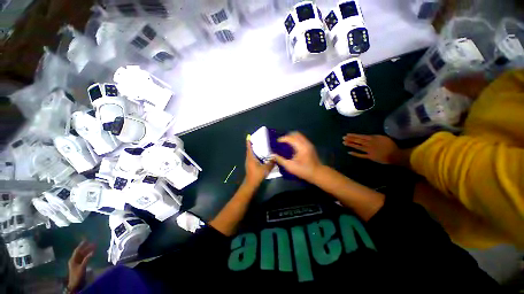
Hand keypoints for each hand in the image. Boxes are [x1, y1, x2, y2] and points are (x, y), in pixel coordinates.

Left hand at [67, 240, 94, 291]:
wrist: (75, 284)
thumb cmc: (77, 275)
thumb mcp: (82, 267)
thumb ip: (87, 259)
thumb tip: (92, 252)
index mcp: (73, 259)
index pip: (77, 250)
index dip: (81, 245)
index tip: (86, 240)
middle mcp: (74, 260)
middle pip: (80, 252)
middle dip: (86, 248)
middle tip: (93, 244)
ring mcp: (77, 263)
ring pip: (83, 255)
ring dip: (88, 251)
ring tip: (94, 248)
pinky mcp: (80, 265)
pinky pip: (84, 258)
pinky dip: (88, 255)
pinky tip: (91, 254)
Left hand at [245, 139, 274, 186]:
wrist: (251, 184)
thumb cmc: (257, 175)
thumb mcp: (266, 168)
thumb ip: (271, 162)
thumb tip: (275, 157)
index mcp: (251, 158)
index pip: (249, 148)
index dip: (249, 142)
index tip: (248, 136)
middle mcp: (249, 159)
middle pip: (249, 150)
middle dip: (252, 145)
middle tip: (257, 140)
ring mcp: (249, 163)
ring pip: (251, 154)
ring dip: (254, 150)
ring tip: (260, 146)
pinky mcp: (250, 166)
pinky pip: (252, 158)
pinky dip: (255, 155)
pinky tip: (260, 156)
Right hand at [272, 132, 322, 181]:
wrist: (317, 173)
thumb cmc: (303, 170)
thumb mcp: (290, 167)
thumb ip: (280, 160)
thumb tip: (273, 155)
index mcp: (301, 147)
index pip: (290, 138)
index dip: (283, 139)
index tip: (277, 142)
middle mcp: (305, 143)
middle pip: (295, 134)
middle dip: (287, 136)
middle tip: (281, 142)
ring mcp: (309, 144)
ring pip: (299, 135)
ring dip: (291, 137)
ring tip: (286, 143)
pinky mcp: (310, 146)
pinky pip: (301, 138)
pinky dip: (295, 140)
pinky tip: (292, 146)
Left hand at [343, 134, 400, 164]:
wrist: (396, 155)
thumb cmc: (391, 145)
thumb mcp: (383, 138)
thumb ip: (374, 137)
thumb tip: (367, 136)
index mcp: (373, 138)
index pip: (360, 136)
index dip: (353, 135)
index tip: (347, 134)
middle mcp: (369, 144)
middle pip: (358, 141)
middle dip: (350, 139)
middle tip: (343, 138)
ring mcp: (369, 150)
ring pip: (358, 147)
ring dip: (351, 145)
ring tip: (344, 143)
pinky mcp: (369, 157)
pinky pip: (361, 155)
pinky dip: (355, 154)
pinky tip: (349, 152)